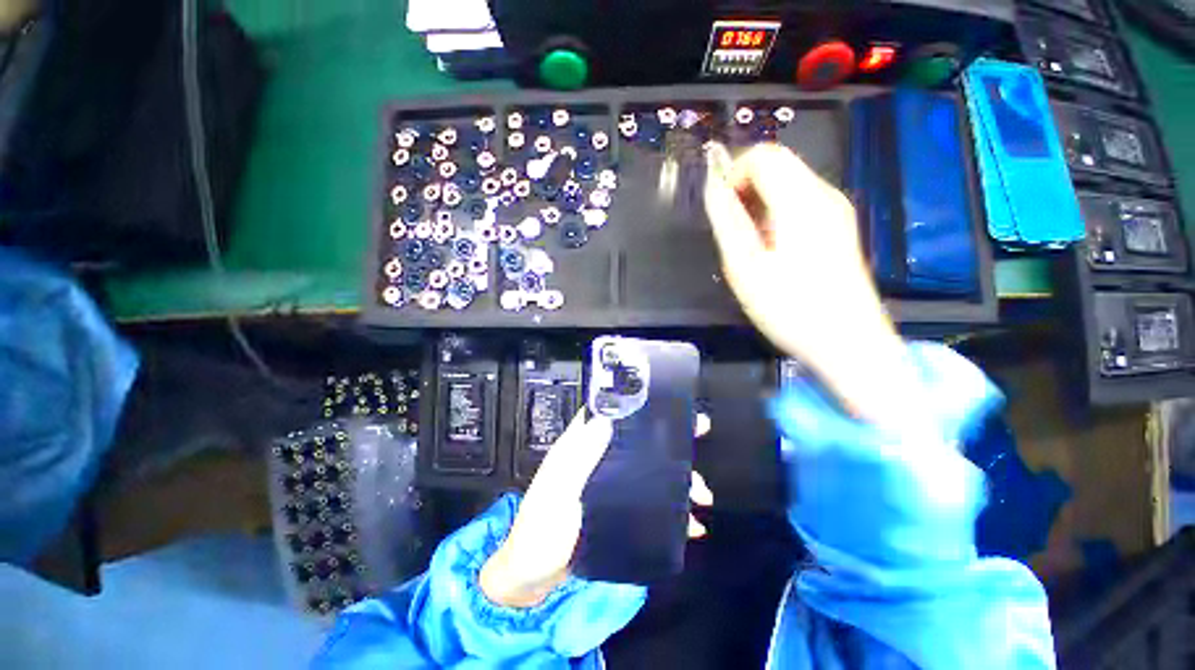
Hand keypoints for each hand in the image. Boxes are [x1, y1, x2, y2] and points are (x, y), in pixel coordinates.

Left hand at [479, 411, 712, 608]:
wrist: (533, 580)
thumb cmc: (541, 531)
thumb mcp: (557, 492)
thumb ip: (578, 458)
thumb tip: (605, 420)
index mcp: (579, 447)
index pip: (608, 413)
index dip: (634, 403)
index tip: (665, 399)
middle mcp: (598, 460)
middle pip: (638, 440)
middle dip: (668, 439)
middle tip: (697, 434)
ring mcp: (610, 486)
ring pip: (650, 471)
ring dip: (678, 479)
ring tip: (702, 494)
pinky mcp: (619, 511)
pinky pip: (651, 503)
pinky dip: (673, 511)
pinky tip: (692, 525)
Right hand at [703, 143, 923, 426]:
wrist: (849, 343)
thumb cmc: (791, 308)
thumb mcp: (745, 267)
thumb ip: (727, 222)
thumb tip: (712, 188)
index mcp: (801, 200)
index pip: (764, 155)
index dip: (732, 173)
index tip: (719, 209)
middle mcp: (824, 194)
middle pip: (778, 163)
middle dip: (744, 187)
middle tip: (730, 229)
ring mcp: (836, 210)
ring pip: (788, 183)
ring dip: (758, 202)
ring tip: (747, 244)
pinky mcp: (838, 227)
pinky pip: (799, 202)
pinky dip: (774, 213)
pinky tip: (769, 248)